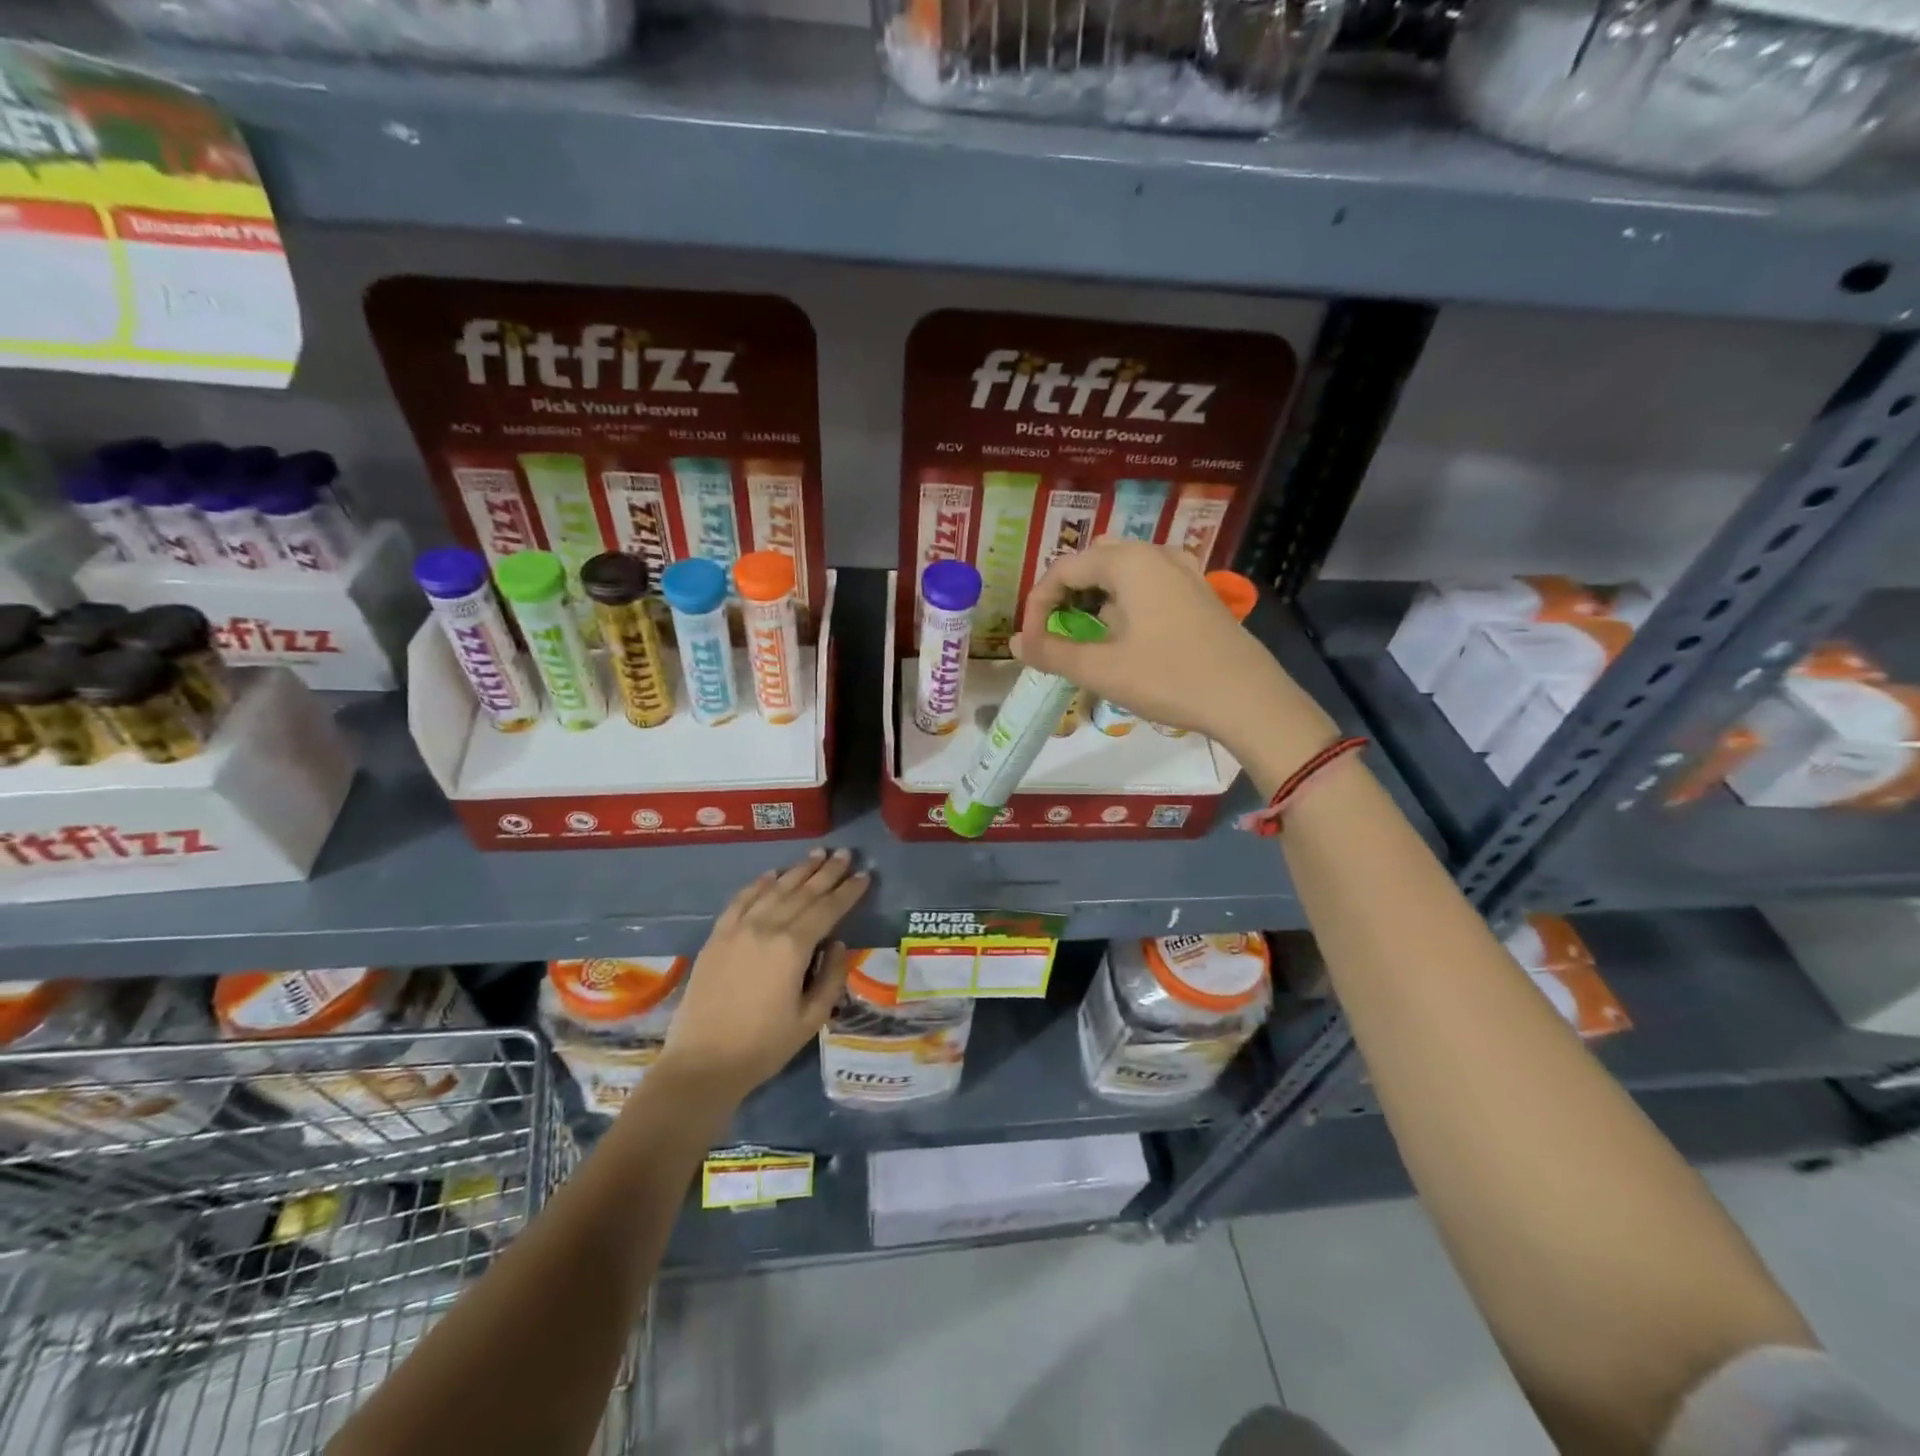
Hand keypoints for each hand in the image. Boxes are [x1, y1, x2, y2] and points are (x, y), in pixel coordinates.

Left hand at [658, 850, 869, 1102]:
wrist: (702, 1063)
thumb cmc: (763, 1046)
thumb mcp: (811, 1018)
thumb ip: (831, 976)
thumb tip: (838, 943)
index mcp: (793, 947)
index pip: (828, 908)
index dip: (849, 891)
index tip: (865, 875)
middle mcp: (766, 927)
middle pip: (803, 891)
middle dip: (827, 872)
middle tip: (845, 854)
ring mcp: (738, 928)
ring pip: (774, 889)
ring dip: (798, 870)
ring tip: (817, 855)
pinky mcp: (717, 935)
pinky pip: (742, 899)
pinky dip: (759, 883)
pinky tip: (772, 874)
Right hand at [1014, 541, 1335, 760]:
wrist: (1248, 699)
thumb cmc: (1169, 678)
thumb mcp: (1102, 669)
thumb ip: (1053, 652)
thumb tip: (1016, 642)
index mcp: (1128, 562)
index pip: (1063, 569)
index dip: (1038, 604)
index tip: (1033, 642)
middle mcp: (1155, 553)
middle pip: (1093, 562)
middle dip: (1066, 596)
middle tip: (1057, 633)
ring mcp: (1183, 569)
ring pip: (1122, 570)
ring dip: (1095, 598)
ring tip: (1088, 635)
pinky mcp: (1198, 591)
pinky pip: (1148, 582)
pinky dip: (1125, 601)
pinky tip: (1127, 634)